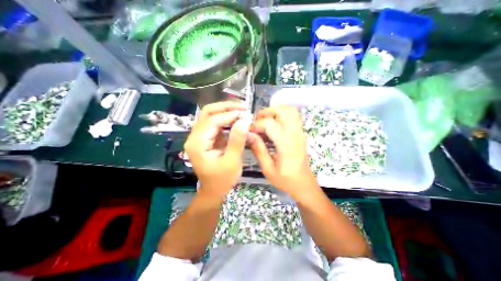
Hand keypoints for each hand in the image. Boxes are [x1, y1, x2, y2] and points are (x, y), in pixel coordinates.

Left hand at [185, 102, 248, 195]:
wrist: (214, 190)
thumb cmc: (222, 179)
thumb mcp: (232, 161)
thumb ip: (237, 140)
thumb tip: (244, 121)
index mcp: (197, 144)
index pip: (213, 121)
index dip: (230, 115)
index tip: (246, 113)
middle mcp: (194, 137)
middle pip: (207, 113)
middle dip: (225, 107)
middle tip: (243, 106)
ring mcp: (199, 136)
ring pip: (210, 115)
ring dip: (225, 110)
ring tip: (241, 109)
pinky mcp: (205, 138)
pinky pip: (214, 122)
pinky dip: (225, 118)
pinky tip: (235, 118)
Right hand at [250, 104, 316, 198]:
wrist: (303, 183)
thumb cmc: (285, 179)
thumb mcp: (268, 168)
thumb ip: (258, 150)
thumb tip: (249, 134)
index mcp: (286, 144)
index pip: (270, 124)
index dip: (257, 125)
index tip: (249, 131)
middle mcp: (295, 134)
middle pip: (282, 110)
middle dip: (266, 112)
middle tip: (257, 121)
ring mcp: (300, 131)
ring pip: (289, 110)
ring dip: (275, 111)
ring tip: (265, 120)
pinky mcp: (300, 132)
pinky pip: (293, 115)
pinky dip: (282, 113)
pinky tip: (274, 122)